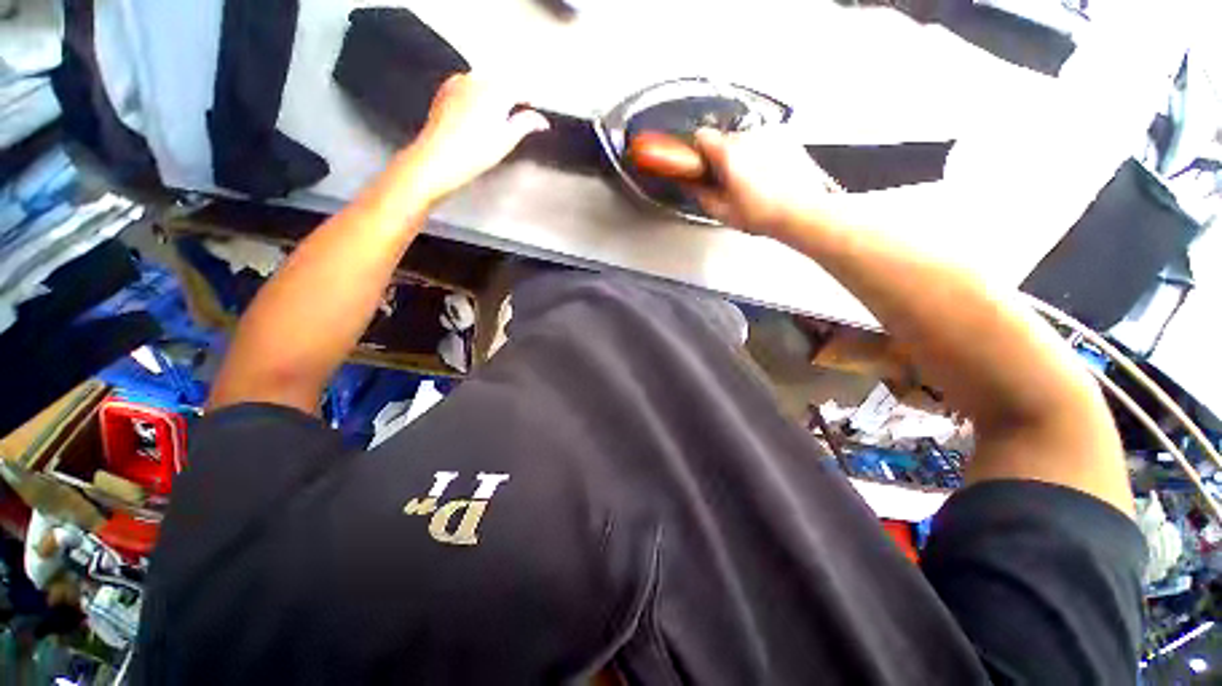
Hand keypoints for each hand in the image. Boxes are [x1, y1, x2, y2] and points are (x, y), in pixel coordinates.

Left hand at [403, 73, 549, 202]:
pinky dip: (475, 101)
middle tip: (515, 122)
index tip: (535, 112)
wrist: (439, 157)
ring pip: (483, 86)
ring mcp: (458, 82)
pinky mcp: (445, 90)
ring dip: (492, 100)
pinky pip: (467, 90)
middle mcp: (476, 78)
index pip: (521, 89)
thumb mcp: (508, 139)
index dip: (530, 101)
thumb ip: (527, 124)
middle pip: (501, 84)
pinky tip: (475, 122)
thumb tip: (541, 120)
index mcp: (496, 88)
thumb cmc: (474, 151)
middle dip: (509, 99)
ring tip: (493, 125)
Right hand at [690, 128, 839, 239]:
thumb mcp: (723, 212)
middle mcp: (749, 136)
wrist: (804, 211)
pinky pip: (764, 141)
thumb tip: (692, 186)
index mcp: (729, 153)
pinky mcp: (787, 137)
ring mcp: (770, 134)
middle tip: (728, 183)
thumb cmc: (765, 214)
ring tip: (752, 182)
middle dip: (722, 158)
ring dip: (743, 156)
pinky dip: (762, 154)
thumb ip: (701, 195)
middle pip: (725, 139)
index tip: (701, 167)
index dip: (698, 152)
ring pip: (745, 140)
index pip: (701, 136)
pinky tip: (768, 176)